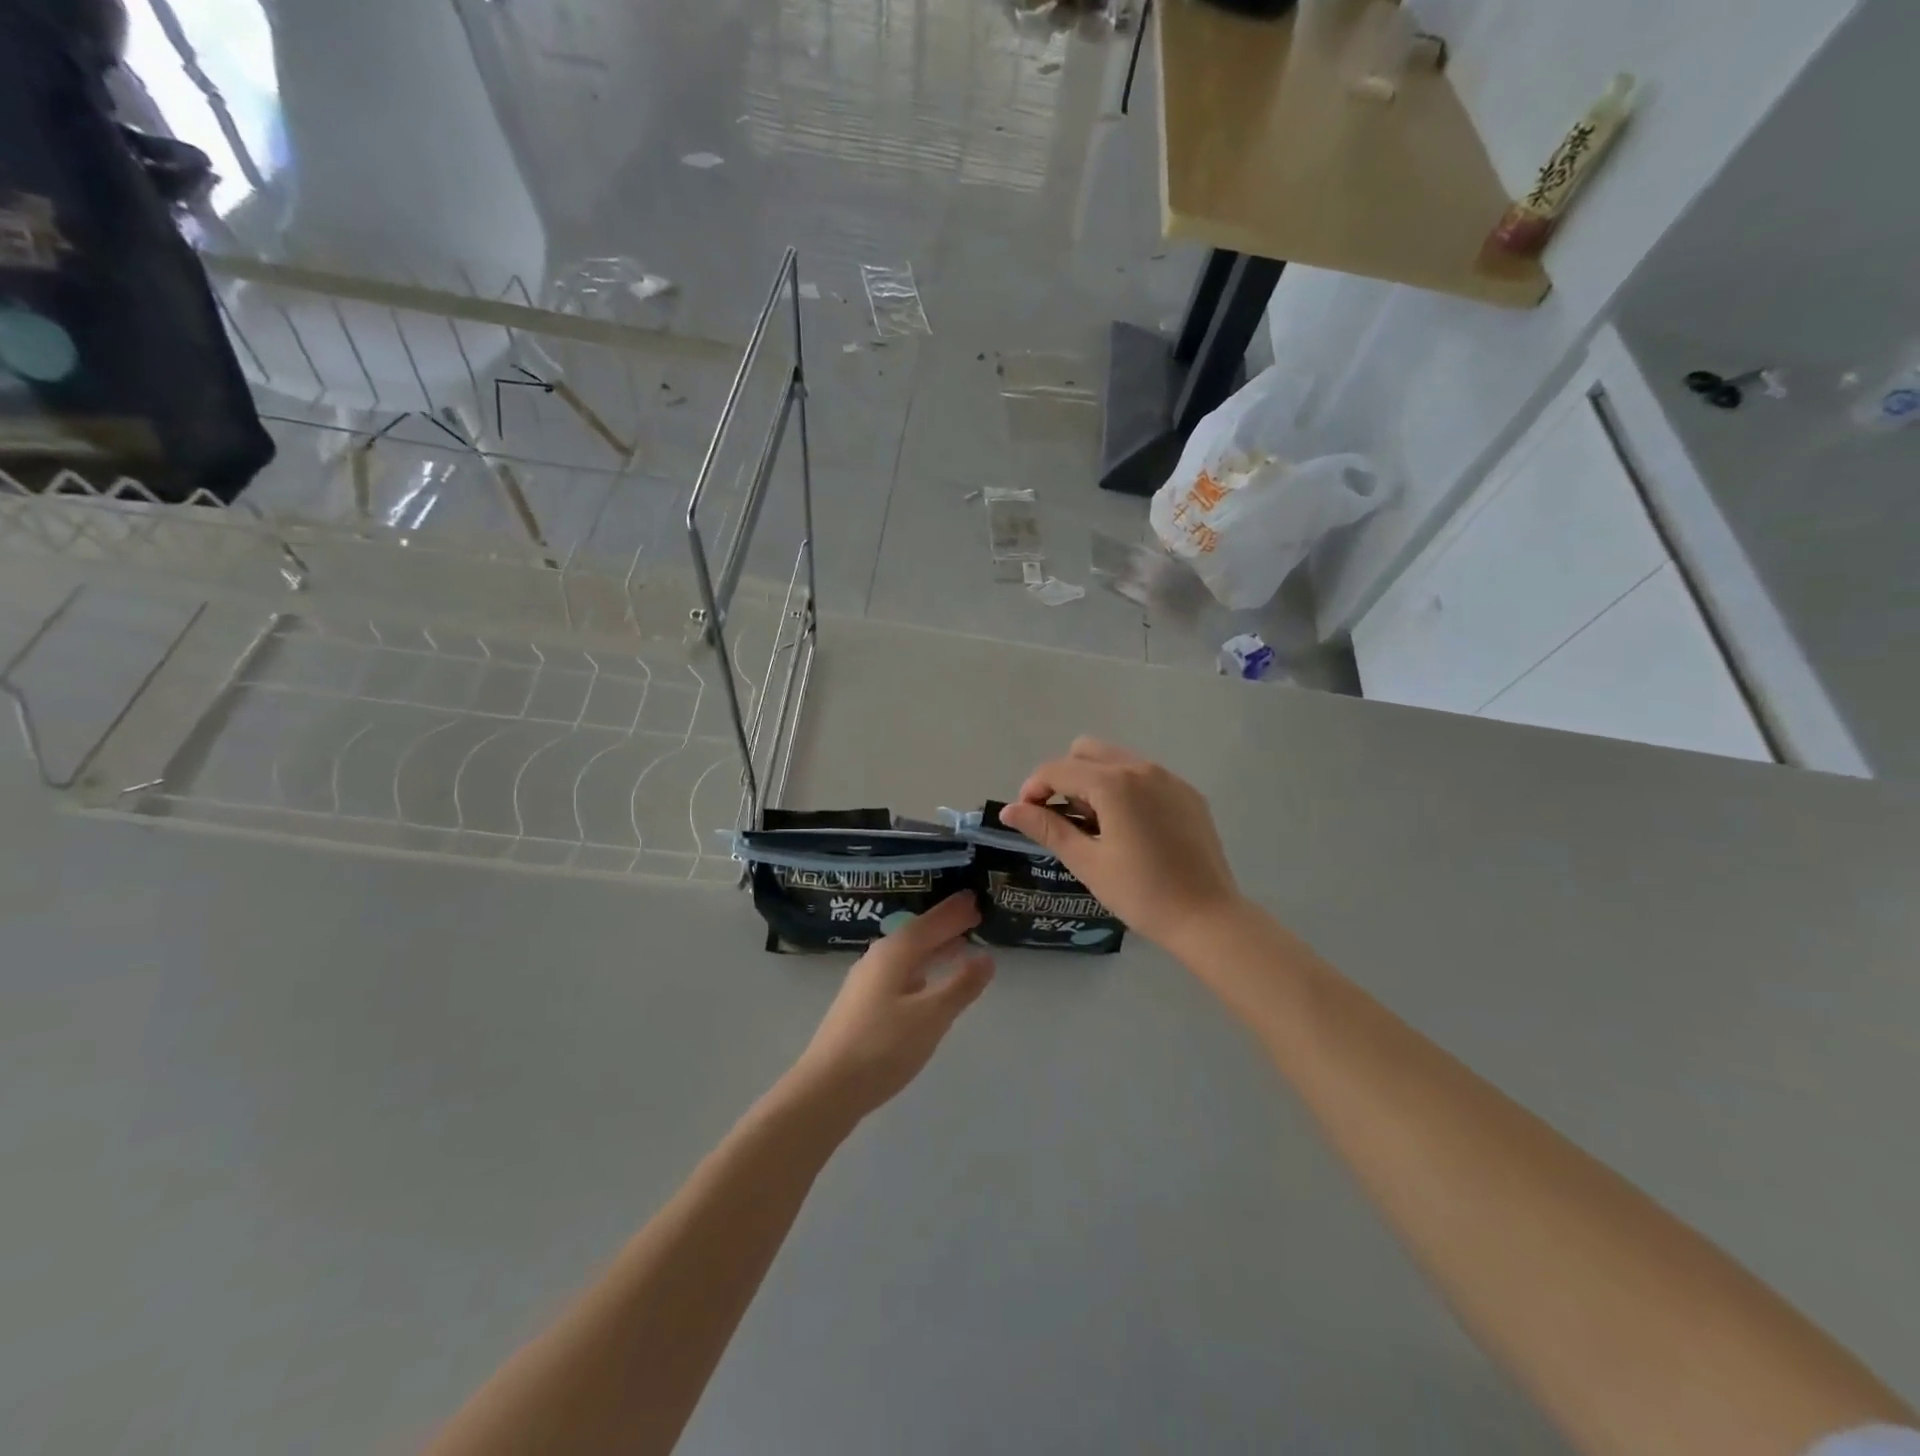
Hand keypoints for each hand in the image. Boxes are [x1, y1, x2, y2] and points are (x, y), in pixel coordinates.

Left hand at [782, 894, 993, 1122]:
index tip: (976, 898)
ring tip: (957, 945)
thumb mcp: (931, 1016)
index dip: (954, 912)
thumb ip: (960, 985)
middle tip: (972, 916)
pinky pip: (900, 973)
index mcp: (894, 953)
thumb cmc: (882, 1047)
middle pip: (917, 935)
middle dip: (945, 926)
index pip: (931, 923)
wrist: (826, 1089)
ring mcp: (866, 983)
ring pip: (907, 955)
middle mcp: (878, 960)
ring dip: (933, 948)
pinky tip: (926, 982)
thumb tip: (986, 957)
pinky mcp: (862, 1006)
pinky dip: (921, 969)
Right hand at [999, 737, 1243, 952]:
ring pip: (1115, 759)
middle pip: (1085, 751)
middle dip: (1063, 777)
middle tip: (1062, 818)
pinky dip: (1124, 789)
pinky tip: (1129, 828)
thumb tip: (1009, 810)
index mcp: (1114, 783)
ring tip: (1095, 825)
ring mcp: (1168, 778)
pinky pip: (1144, 776)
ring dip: (1093, 781)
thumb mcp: (1087, 862)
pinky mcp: (1187, 793)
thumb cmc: (1141, 894)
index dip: (1033, 789)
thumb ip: (1047, 828)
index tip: (1028, 818)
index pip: (1057, 770)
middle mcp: (1141, 768)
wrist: (1208, 918)